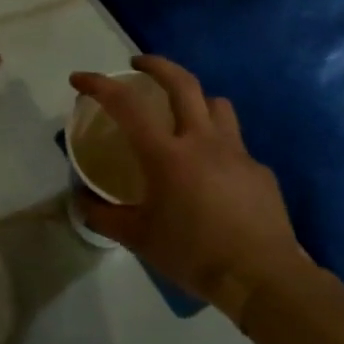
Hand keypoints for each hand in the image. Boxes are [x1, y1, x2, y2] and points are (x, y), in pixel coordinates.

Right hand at [71, 56, 317, 318]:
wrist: (263, 278)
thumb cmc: (193, 254)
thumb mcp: (138, 238)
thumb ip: (104, 215)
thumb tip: (82, 201)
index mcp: (167, 155)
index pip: (127, 106)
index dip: (99, 85)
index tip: (79, 79)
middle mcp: (202, 141)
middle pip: (183, 83)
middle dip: (156, 65)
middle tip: (138, 64)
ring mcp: (236, 153)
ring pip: (217, 105)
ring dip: (195, 99)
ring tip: (182, 115)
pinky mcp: (260, 171)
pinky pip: (235, 145)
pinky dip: (217, 147)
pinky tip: (212, 175)